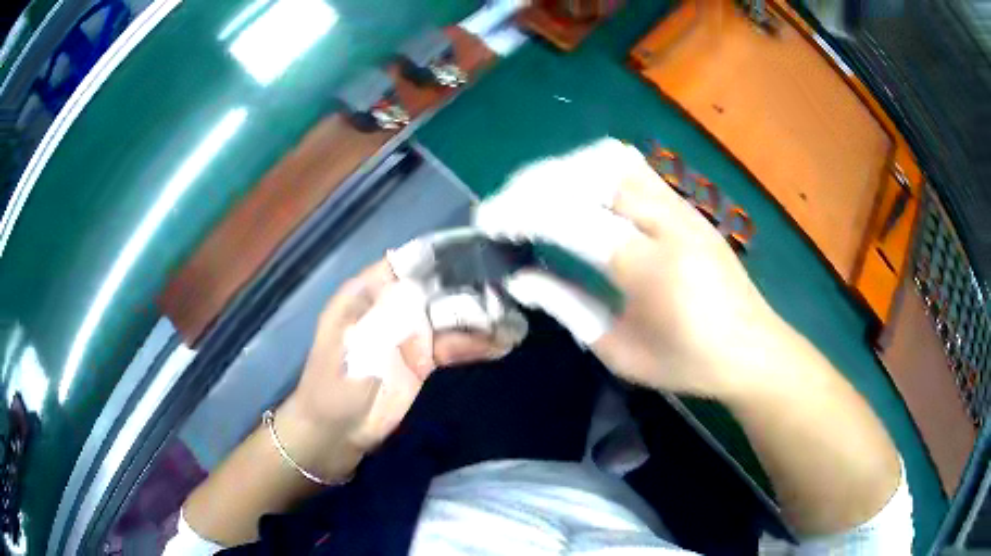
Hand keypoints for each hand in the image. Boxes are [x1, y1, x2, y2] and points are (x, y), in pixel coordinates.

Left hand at [284, 260, 501, 459]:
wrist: (335, 433)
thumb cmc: (333, 386)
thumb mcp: (354, 350)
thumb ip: (386, 320)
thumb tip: (420, 291)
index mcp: (367, 294)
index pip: (404, 263)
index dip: (436, 256)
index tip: (473, 251)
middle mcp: (391, 307)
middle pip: (434, 287)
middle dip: (468, 286)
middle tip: (506, 287)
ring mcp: (409, 333)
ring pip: (448, 315)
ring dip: (478, 316)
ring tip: (513, 317)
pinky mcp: (423, 360)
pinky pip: (452, 345)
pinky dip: (475, 344)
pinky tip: (501, 343)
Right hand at [477, 138, 784, 399]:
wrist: (752, 347)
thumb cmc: (687, 362)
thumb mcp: (620, 351)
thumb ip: (567, 307)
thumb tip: (519, 279)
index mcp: (651, 268)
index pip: (571, 217)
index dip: (520, 212)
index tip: (487, 222)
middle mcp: (667, 222)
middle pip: (587, 173)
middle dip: (533, 184)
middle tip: (505, 209)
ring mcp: (680, 205)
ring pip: (609, 158)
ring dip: (563, 170)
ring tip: (535, 197)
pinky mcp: (685, 203)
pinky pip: (630, 166)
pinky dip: (591, 169)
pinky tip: (576, 192)